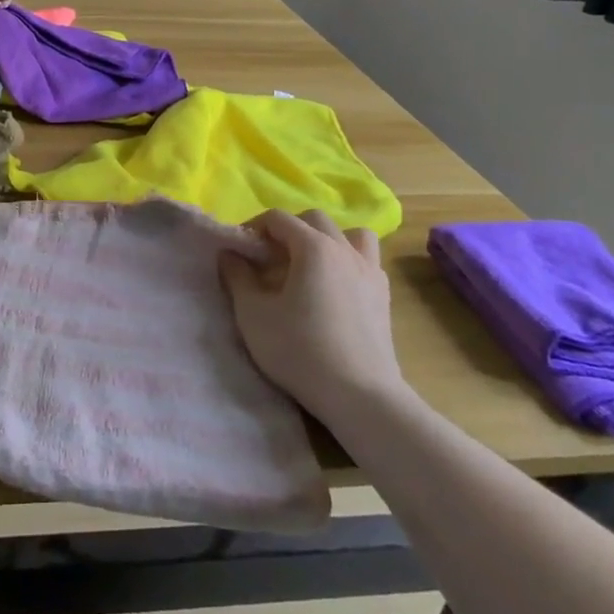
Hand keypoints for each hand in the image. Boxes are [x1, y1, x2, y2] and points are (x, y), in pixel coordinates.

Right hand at [219, 210, 408, 427]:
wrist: (360, 395)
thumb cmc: (300, 350)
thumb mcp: (253, 314)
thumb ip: (237, 277)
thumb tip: (229, 254)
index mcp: (313, 247)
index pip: (279, 218)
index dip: (254, 227)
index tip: (241, 250)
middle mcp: (344, 250)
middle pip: (314, 220)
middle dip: (288, 230)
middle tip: (271, 258)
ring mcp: (370, 271)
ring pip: (351, 234)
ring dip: (327, 240)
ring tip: (310, 265)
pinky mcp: (384, 296)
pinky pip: (366, 261)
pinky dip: (349, 262)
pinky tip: (335, 287)